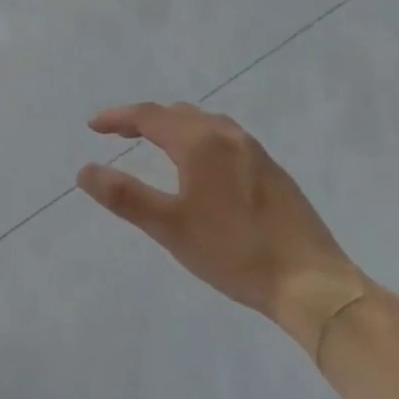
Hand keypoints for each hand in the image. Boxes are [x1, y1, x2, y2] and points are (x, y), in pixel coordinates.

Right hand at [77, 103, 370, 354]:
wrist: (314, 285)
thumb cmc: (234, 252)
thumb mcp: (170, 227)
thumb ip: (125, 196)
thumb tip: (84, 170)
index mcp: (199, 142)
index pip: (148, 115)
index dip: (117, 117)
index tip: (93, 126)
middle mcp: (227, 135)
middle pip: (176, 113)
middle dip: (143, 119)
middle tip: (119, 134)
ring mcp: (255, 151)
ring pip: (204, 123)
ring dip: (173, 126)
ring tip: (156, 144)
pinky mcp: (273, 171)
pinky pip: (225, 137)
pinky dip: (199, 138)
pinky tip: (202, 166)